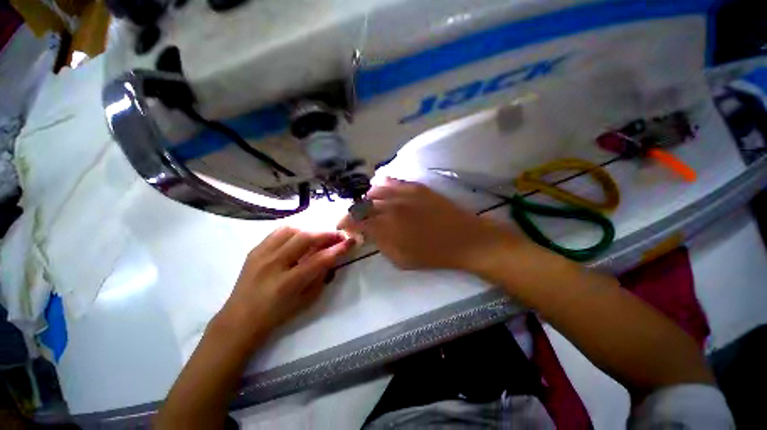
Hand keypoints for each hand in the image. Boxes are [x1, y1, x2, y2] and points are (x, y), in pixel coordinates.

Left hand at [217, 227, 354, 343]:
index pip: (319, 260)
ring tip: (321, 234)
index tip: (351, 241)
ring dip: (311, 229)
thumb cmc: (277, 314)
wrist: (239, 318)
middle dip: (327, 233)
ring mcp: (261, 254)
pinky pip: (278, 231)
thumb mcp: (306, 301)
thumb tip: (333, 256)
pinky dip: (295, 229)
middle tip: (339, 234)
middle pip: (305, 238)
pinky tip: (302, 234)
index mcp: (287, 284)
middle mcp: (273, 265)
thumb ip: (321, 277)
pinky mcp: (255, 249)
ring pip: (292, 229)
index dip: (338, 248)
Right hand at [338, 178, 519, 272]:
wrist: (464, 239)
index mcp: (386, 225)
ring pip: (376, 190)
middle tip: (358, 220)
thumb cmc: (432, 254)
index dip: (345, 222)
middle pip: (363, 203)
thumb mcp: (400, 259)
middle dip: (356, 212)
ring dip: (368, 199)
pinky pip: (393, 181)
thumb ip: (380, 243)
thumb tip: (367, 232)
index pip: (356, 220)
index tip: (343, 226)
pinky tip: (382, 190)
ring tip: (371, 207)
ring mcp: (404, 193)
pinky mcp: (416, 187)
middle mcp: (391, 205)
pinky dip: (383, 185)